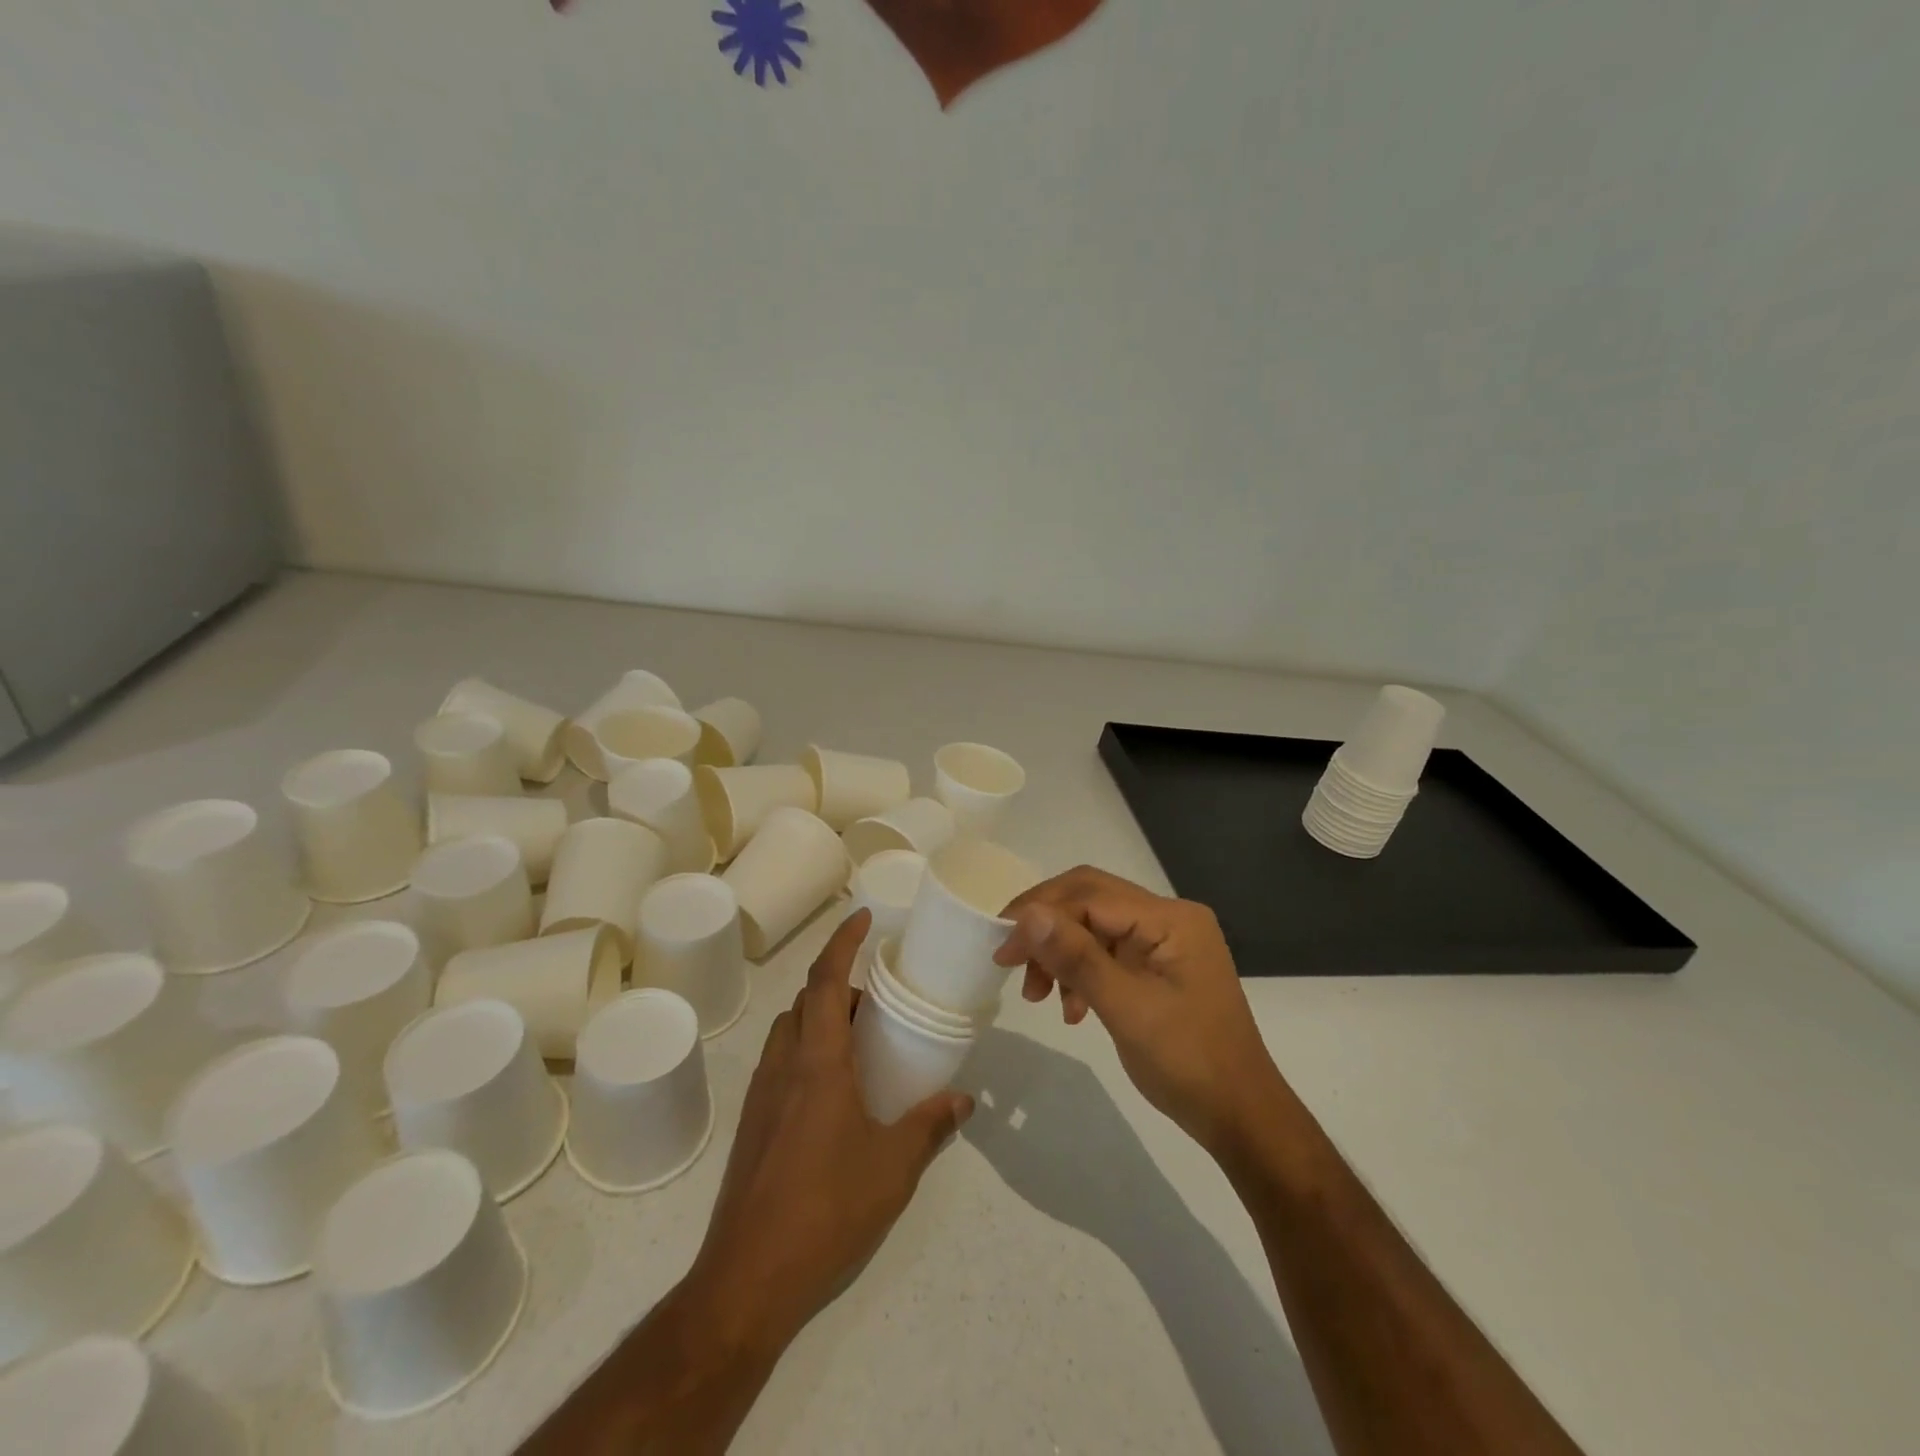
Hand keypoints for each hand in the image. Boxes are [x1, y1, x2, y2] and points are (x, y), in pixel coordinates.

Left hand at [685, 911, 973, 1350]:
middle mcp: (784, 1065)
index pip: (826, 980)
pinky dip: (806, 1048)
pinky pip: (780, 1062)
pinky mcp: (752, 1124)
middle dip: (838, 980)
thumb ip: (930, 1125)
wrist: (747, 1278)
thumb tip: (964, 1099)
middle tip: (877, 989)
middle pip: (805, 1000)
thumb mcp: (893, 1166)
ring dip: (820, 1014)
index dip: (842, 942)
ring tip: (859, 1034)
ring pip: (789, 1030)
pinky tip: (833, 1087)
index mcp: (818, 1062)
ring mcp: (761, 1094)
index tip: (862, 916)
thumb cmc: (825, 1210)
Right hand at [994, 867, 1281, 1154]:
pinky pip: (1107, 953)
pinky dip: (1081, 973)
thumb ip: (1077, 957)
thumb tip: (1027, 915)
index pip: (1090, 894)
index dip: (1040, 913)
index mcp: (1170, 918)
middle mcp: (1169, 918)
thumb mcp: (1127, 1009)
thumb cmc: (1189, 1063)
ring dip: (1060, 953)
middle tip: (1010, 960)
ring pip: (1094, 926)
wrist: (1241, 1117)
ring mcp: (1165, 942)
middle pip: (1090, 901)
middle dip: (1046, 928)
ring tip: (1038, 995)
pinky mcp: (1158, 966)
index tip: (1001, 948)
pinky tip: (1071, 1009)